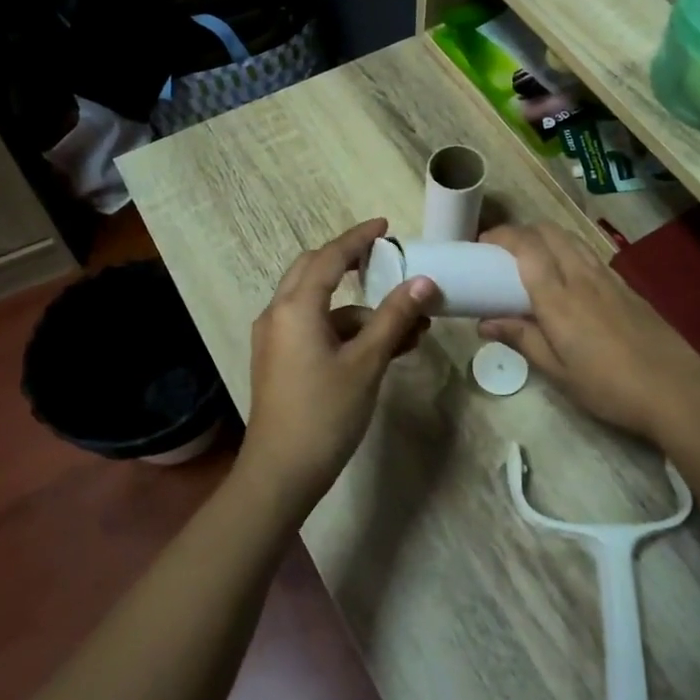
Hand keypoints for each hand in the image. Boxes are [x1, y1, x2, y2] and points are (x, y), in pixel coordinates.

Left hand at [241, 219, 435, 512]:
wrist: (280, 474)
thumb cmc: (324, 413)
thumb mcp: (366, 363)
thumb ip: (394, 317)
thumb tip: (424, 281)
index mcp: (295, 307)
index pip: (329, 257)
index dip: (358, 238)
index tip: (384, 226)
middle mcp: (278, 314)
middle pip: (314, 271)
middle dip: (350, 263)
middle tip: (384, 260)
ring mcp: (276, 339)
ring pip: (319, 306)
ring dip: (360, 310)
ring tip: (408, 328)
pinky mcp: (280, 360)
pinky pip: (315, 329)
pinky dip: (346, 331)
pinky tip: (383, 349)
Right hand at [476, 223, 699, 449]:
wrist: (676, 390)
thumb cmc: (609, 388)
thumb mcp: (559, 373)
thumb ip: (523, 340)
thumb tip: (485, 322)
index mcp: (558, 299)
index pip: (526, 248)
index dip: (502, 237)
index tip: (482, 245)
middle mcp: (581, 278)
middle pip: (549, 232)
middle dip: (522, 232)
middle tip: (503, 252)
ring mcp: (608, 278)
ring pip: (572, 239)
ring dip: (547, 238)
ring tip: (532, 259)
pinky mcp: (626, 286)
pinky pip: (590, 255)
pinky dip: (569, 252)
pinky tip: (568, 278)